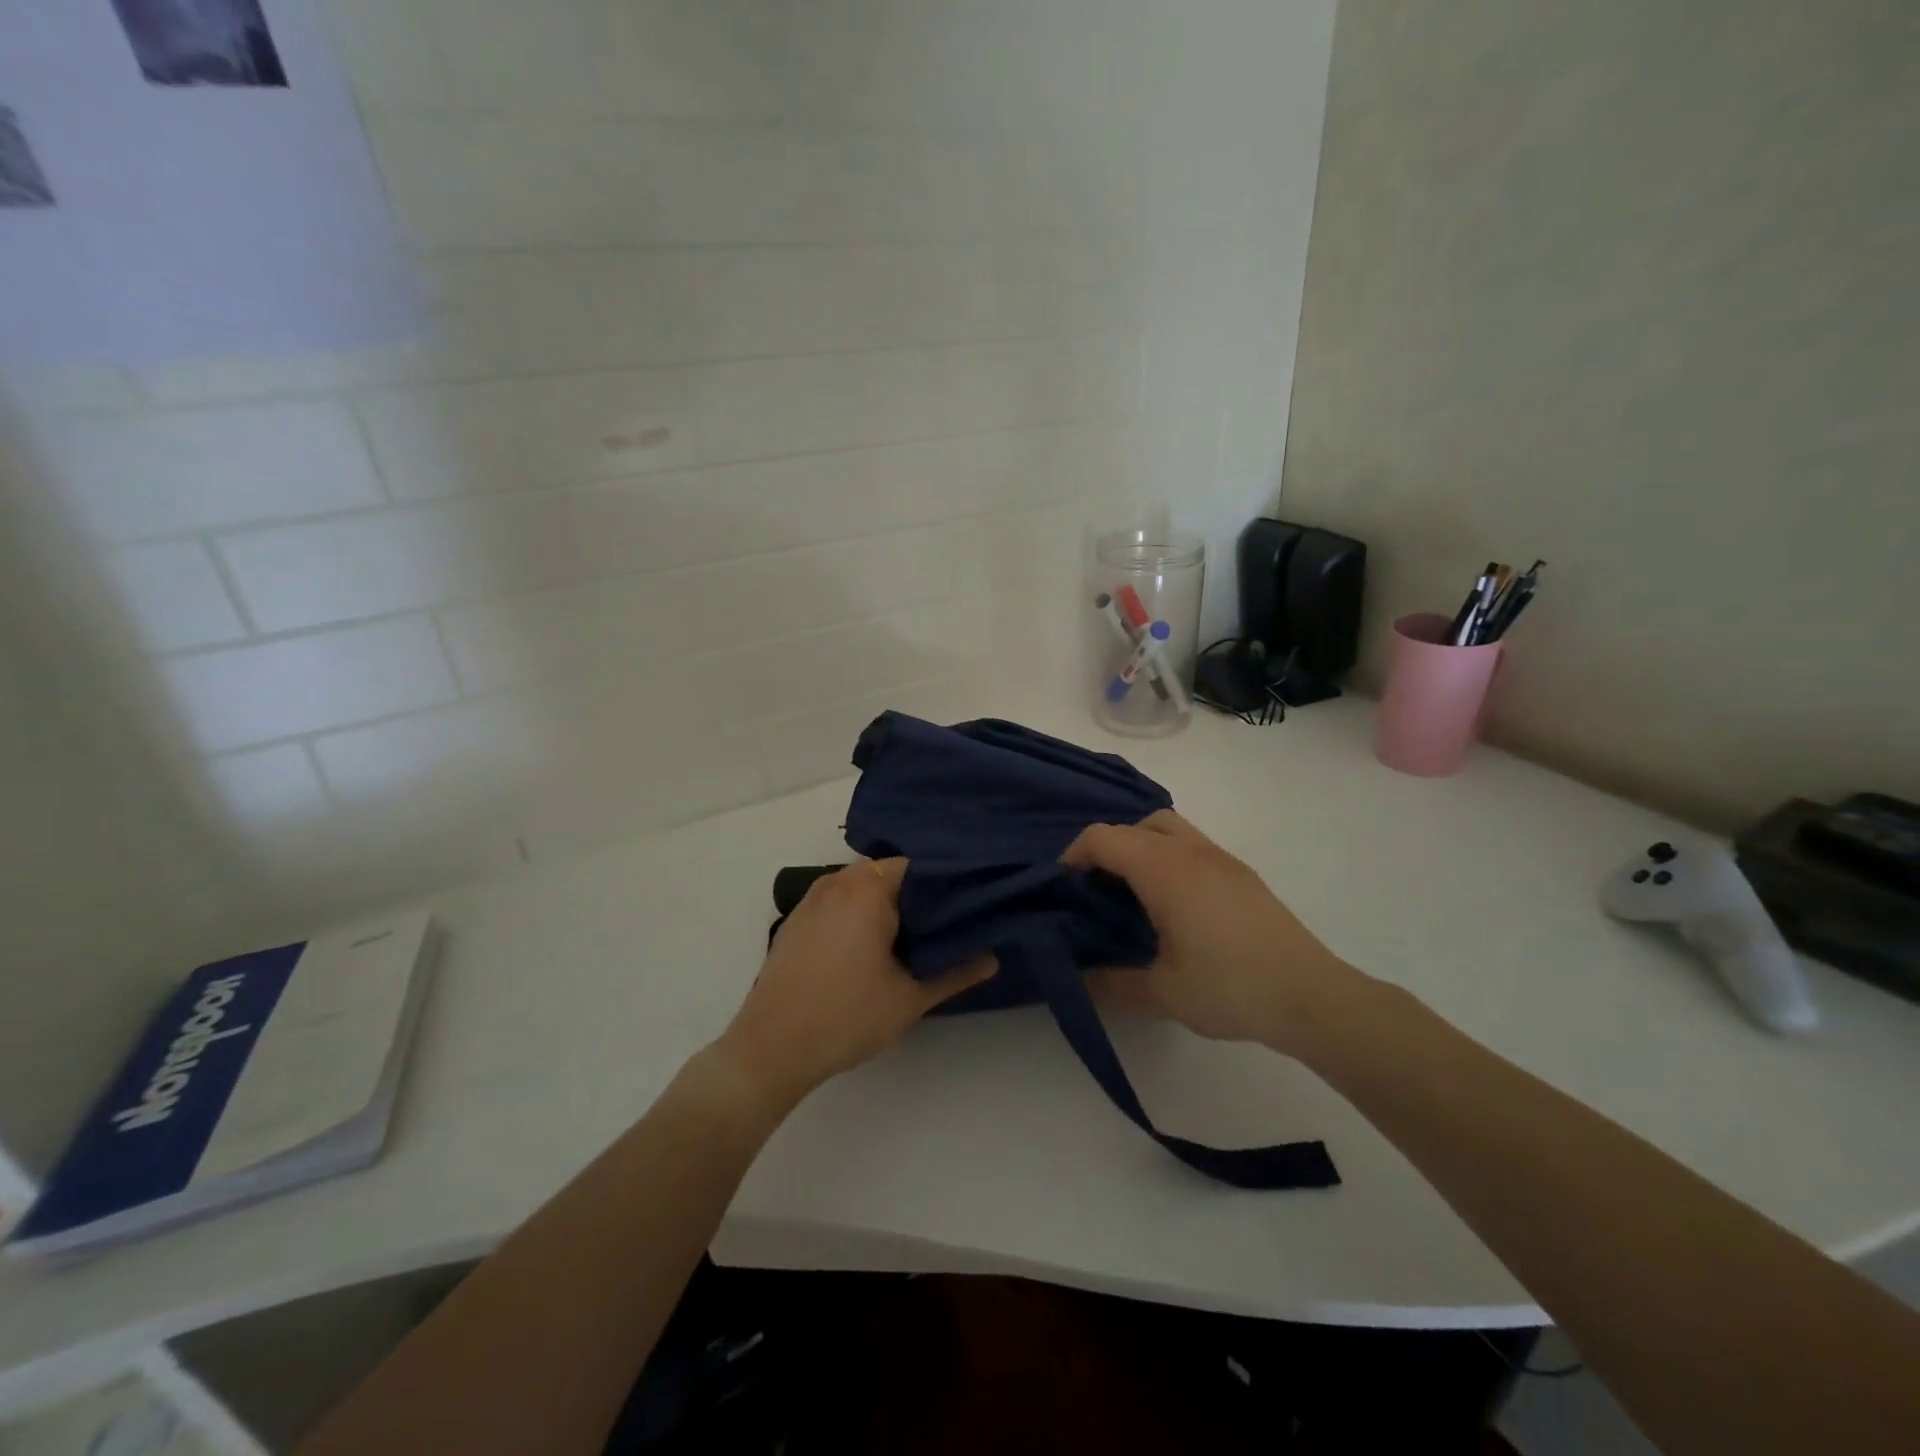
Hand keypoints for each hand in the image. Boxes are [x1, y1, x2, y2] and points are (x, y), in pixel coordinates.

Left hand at [715, 859, 994, 1111]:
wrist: (770, 1048)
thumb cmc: (846, 1016)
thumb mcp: (910, 999)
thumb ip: (955, 973)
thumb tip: (992, 958)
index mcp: (868, 888)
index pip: (919, 867)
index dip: (946, 884)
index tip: (968, 906)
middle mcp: (838, 881)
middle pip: (890, 874)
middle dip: (917, 897)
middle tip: (945, 926)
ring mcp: (812, 900)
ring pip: (862, 888)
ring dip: (886, 906)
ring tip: (913, 937)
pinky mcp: (796, 921)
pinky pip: (839, 903)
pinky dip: (859, 914)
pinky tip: (871, 948)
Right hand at [1063, 811, 1363, 1054]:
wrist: (1313, 997)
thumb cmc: (1231, 989)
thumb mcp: (1163, 993)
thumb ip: (1111, 983)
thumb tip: (1076, 980)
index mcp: (1164, 869)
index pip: (1103, 837)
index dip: (1073, 855)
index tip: (1064, 890)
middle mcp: (1190, 851)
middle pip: (1133, 825)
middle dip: (1105, 849)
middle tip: (1096, 893)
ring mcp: (1220, 858)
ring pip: (1166, 827)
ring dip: (1139, 847)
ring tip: (1132, 895)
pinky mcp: (1241, 873)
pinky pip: (1189, 844)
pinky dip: (1166, 856)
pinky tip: (1172, 904)